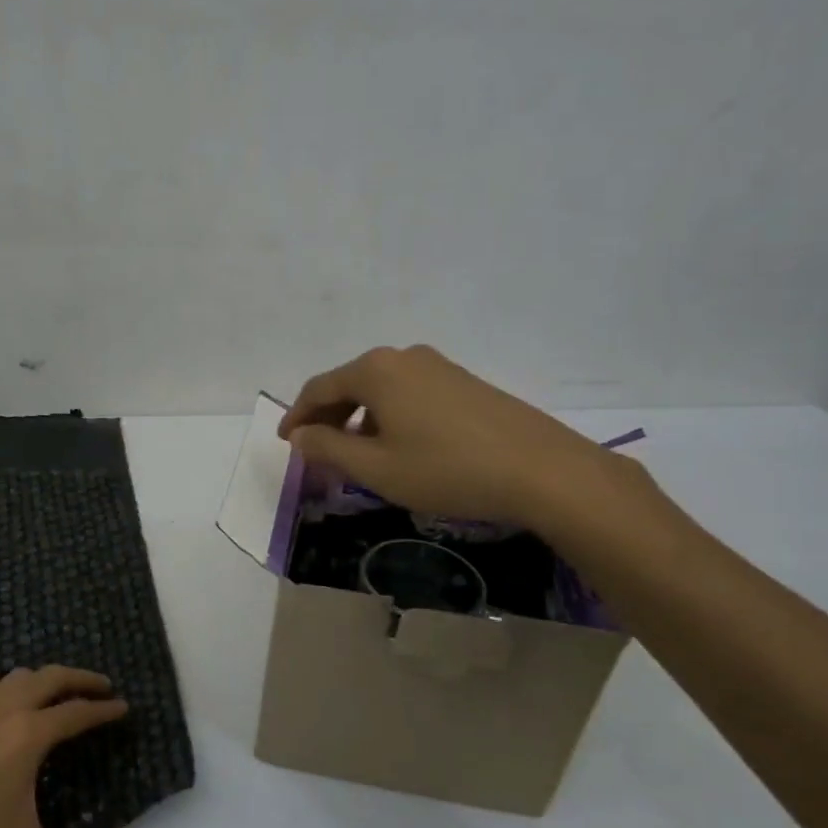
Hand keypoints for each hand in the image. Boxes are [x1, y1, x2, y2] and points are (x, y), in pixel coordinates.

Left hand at [0, 667, 150, 827]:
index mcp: (27, 734)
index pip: (76, 711)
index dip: (104, 709)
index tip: (123, 707)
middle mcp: (0, 710)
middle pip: (49, 677)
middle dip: (79, 678)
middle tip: (102, 687)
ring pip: (14, 677)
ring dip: (42, 680)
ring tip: (56, 695)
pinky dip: (7, 689)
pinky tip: (0, 710)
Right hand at [278, 344, 616, 527]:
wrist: (541, 470)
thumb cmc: (446, 469)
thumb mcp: (375, 468)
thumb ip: (328, 449)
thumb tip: (301, 436)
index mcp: (375, 370)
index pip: (319, 388)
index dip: (297, 416)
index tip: (286, 443)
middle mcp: (404, 357)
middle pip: (349, 383)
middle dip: (328, 417)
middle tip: (316, 451)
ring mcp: (438, 366)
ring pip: (381, 389)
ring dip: (359, 418)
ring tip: (355, 454)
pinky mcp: (464, 383)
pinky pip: (409, 394)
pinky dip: (389, 416)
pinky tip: (398, 446)